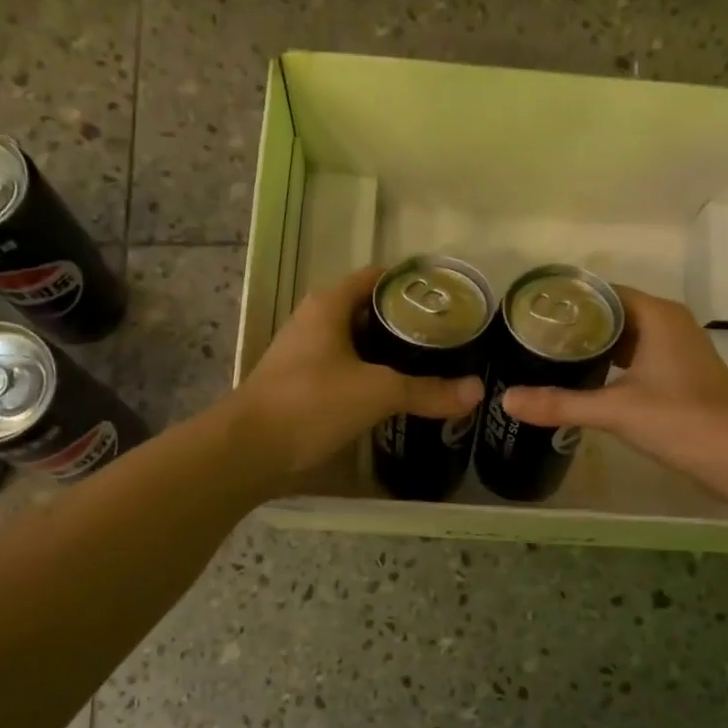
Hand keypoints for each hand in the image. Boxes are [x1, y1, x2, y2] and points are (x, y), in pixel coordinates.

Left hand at [230, 265, 483, 477]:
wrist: (249, 450)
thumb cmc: (310, 403)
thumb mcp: (376, 392)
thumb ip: (427, 391)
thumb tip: (477, 391)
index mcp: (329, 305)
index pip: (378, 278)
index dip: (413, 285)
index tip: (449, 300)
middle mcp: (316, 321)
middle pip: (371, 311)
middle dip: (408, 324)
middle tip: (450, 338)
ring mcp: (307, 354)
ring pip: (359, 345)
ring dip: (391, 354)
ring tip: (433, 365)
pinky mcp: (304, 385)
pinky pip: (348, 371)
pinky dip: (373, 377)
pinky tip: (399, 394)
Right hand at [498, 286, 727, 478]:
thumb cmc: (681, 421)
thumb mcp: (615, 410)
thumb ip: (560, 403)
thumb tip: (506, 399)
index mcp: (657, 316)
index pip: (603, 292)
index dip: (568, 301)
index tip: (532, 312)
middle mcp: (668, 324)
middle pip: (613, 313)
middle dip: (575, 325)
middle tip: (531, 337)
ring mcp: (677, 351)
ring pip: (626, 338)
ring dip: (593, 346)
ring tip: (548, 356)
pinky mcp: (680, 376)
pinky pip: (636, 358)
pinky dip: (610, 365)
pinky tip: (584, 381)